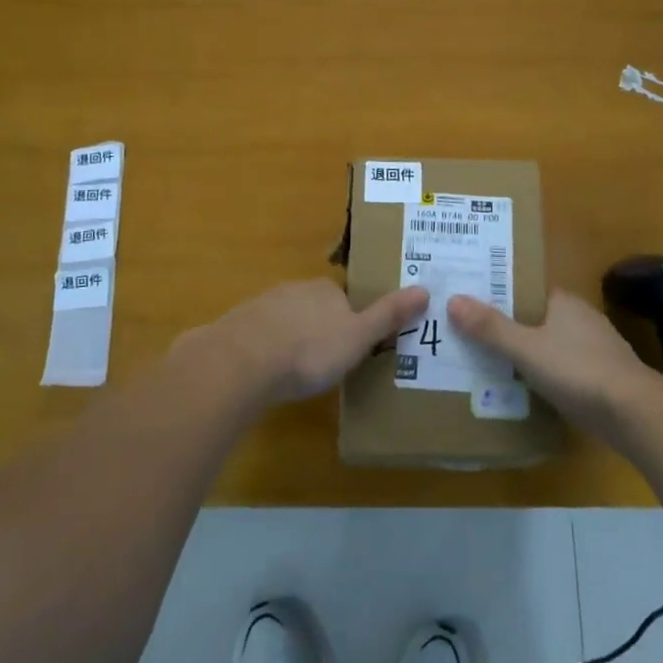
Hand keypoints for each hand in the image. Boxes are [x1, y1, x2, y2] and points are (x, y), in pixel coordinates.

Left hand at [185, 280, 429, 404]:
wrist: (243, 362)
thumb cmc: (310, 351)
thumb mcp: (358, 337)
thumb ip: (388, 316)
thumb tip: (425, 289)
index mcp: (326, 290)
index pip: (344, 299)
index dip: (351, 322)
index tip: (352, 348)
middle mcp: (295, 289)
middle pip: (314, 307)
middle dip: (320, 330)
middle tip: (326, 363)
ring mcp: (263, 305)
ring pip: (285, 320)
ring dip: (291, 339)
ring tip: (296, 372)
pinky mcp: (238, 325)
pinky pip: (260, 335)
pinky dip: (266, 350)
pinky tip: (266, 374)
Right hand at [447, 288, 660, 439]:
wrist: (636, 413)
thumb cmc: (578, 370)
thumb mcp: (526, 349)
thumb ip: (491, 328)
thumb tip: (453, 299)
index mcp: (564, 302)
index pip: (528, 290)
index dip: (503, 295)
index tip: (475, 304)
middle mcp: (583, 318)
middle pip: (540, 318)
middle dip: (514, 327)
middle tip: (477, 336)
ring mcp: (598, 349)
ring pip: (555, 345)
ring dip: (533, 354)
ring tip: (496, 365)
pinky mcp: (606, 379)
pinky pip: (568, 371)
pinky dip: (550, 377)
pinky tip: (532, 391)